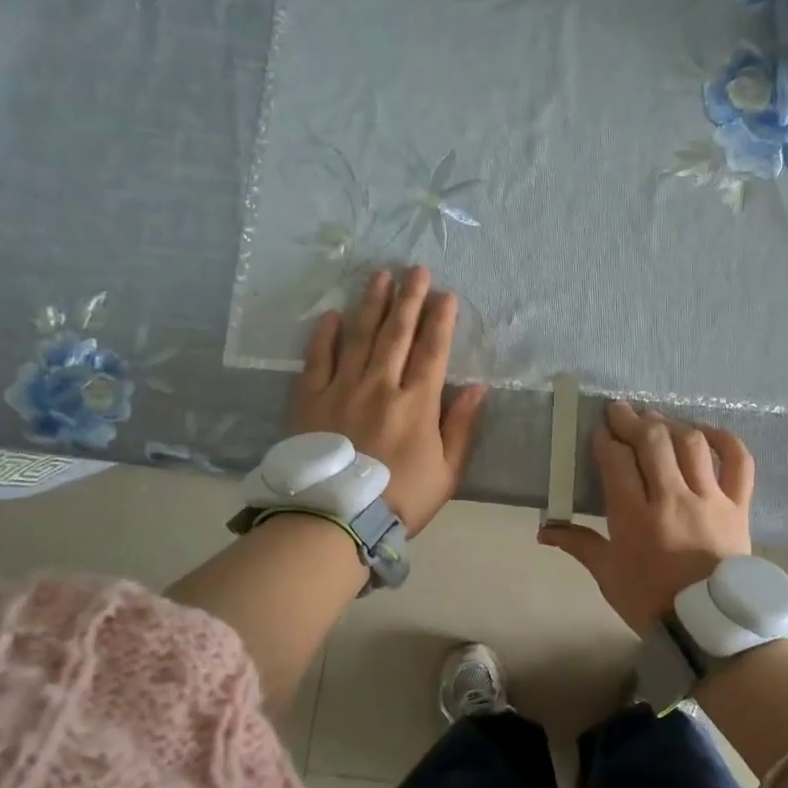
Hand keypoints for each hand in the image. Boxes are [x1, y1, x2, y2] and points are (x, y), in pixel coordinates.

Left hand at [292, 267, 486, 535]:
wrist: (335, 519)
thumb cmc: (399, 500)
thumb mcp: (446, 472)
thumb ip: (461, 427)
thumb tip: (478, 387)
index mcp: (417, 403)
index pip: (433, 351)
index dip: (441, 320)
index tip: (447, 294)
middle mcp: (380, 385)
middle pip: (397, 333)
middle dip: (409, 298)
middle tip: (415, 269)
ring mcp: (341, 388)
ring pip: (359, 336)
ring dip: (372, 304)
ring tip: (379, 277)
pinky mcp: (309, 398)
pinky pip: (317, 358)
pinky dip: (325, 335)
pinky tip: (332, 315)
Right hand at [537, 401, 753, 634]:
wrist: (710, 628)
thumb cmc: (651, 602)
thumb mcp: (608, 575)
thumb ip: (579, 545)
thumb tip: (543, 531)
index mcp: (636, 518)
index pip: (617, 462)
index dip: (605, 441)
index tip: (598, 432)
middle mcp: (673, 499)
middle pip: (653, 442)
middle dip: (632, 421)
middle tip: (619, 411)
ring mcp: (710, 499)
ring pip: (691, 444)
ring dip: (670, 424)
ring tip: (655, 419)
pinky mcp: (738, 506)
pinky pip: (738, 463)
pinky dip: (725, 440)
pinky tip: (706, 431)